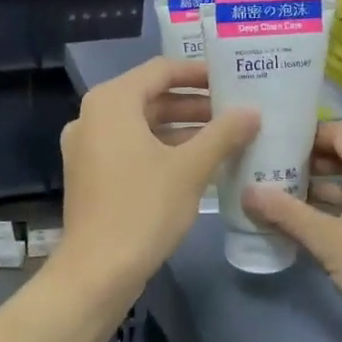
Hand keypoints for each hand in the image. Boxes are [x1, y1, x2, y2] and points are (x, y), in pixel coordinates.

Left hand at [60, 58, 258, 283]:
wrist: (97, 272)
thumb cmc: (144, 208)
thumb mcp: (191, 168)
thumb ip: (223, 133)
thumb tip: (253, 111)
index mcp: (112, 102)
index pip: (161, 70)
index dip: (198, 72)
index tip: (231, 78)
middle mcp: (93, 115)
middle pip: (150, 96)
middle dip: (193, 103)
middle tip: (234, 109)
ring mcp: (87, 146)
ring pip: (142, 124)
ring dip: (181, 127)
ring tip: (224, 135)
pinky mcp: (90, 173)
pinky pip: (130, 146)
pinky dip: (162, 147)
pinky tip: (197, 162)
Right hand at [245, 121, 341, 329]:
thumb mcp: (330, 241)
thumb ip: (287, 214)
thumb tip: (247, 191)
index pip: (336, 131)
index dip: (305, 134)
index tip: (272, 144)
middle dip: (305, 164)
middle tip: (267, 174)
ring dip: (318, 190)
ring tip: (280, 202)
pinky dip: (336, 210)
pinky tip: (312, 230)